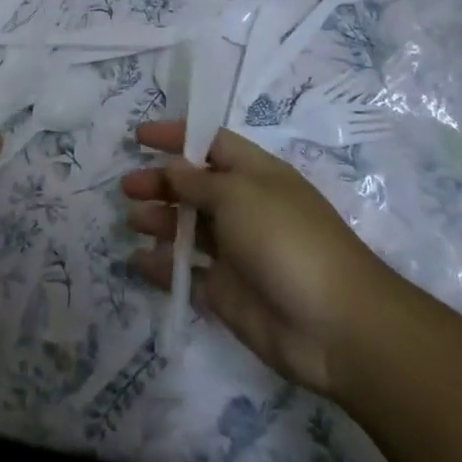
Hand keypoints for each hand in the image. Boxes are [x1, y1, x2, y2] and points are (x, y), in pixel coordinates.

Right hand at [123, 121, 402, 396]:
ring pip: (188, 228)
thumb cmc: (286, 240)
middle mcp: (245, 208)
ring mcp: (236, 252)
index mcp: (256, 176)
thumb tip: (172, 168)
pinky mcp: (226, 291)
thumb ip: (198, 182)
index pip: (212, 143)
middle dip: (160, 182)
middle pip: (194, 187)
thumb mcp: (239, 195)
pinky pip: (186, 272)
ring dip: (158, 221)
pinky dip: (161, 266)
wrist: (334, 325)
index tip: (139, 136)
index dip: (177, 136)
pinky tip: (137, 261)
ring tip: (132, 221)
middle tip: (127, 187)